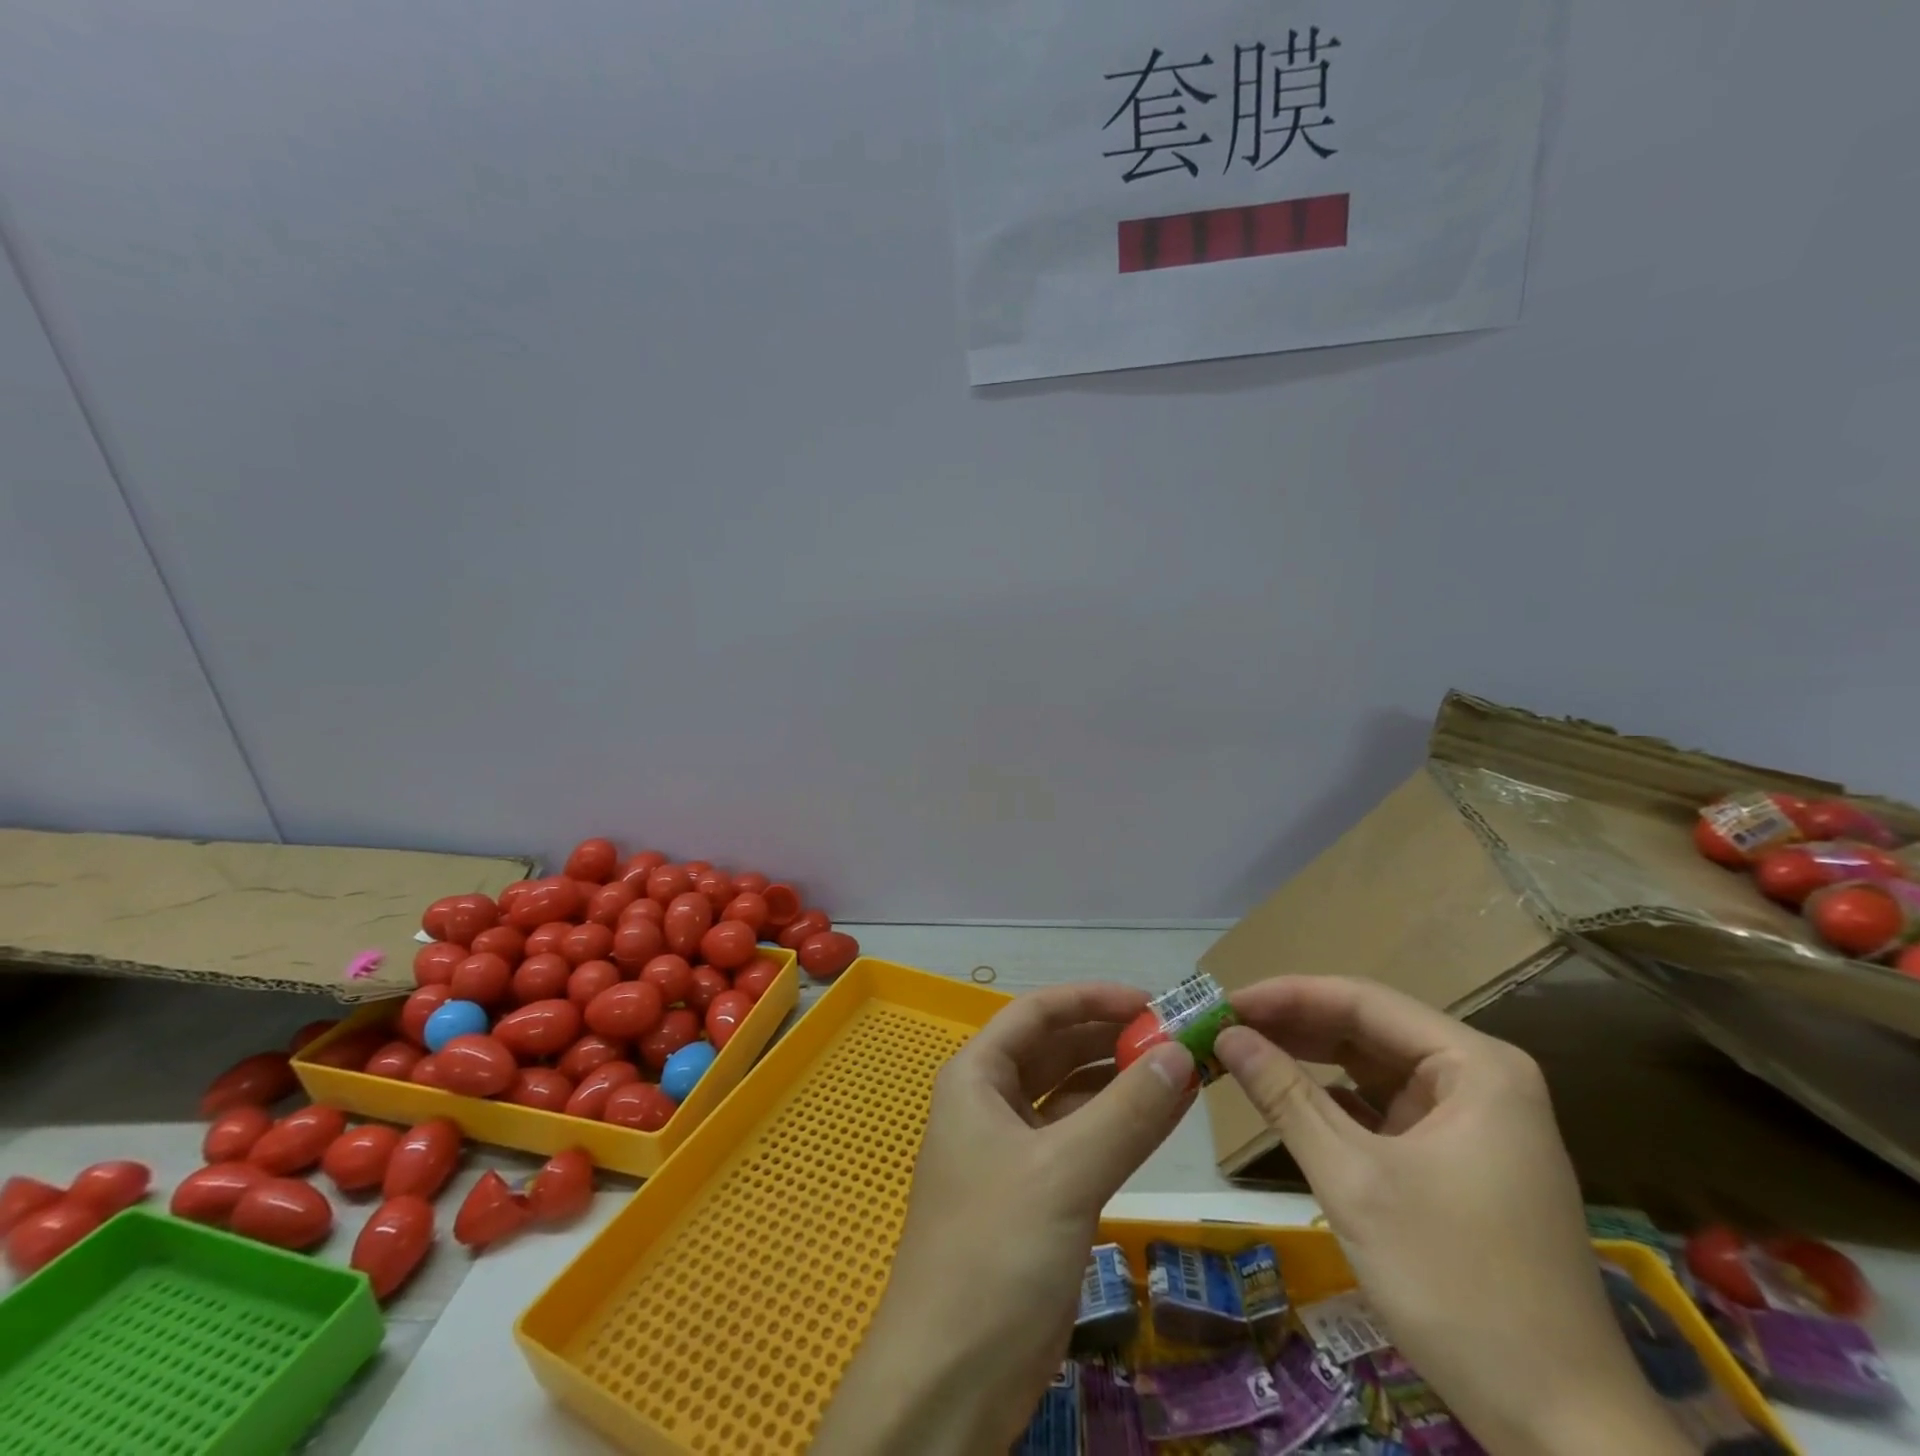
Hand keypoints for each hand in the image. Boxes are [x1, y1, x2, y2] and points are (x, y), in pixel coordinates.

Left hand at [812, 983, 1193, 1455]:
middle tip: (1177, 1037)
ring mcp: (1014, 1150)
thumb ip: (1126, 1112)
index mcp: (977, 1077)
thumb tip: (1180, 1053)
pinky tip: (1164, 1118)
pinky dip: (1120, 1126)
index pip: (1038, 1012)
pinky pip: (1083, 1140)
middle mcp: (992, 1102)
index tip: (1152, 1002)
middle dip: (1111, 1038)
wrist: (951, 1380)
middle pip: (1056, 1049)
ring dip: (1121, 1082)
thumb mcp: (1065, 1173)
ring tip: (1182, 1071)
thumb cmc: (995, 1253)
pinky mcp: (1038, 1195)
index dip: (1092, 999)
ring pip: (1073, 1096)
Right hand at [1215, 977, 1687, 1455]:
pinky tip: (1286, 1099)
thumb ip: (1285, 1097)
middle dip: (1292, 1027)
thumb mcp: (1355, 1182)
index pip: (1362, 1001)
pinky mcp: (1458, 1160)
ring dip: (1307, 1061)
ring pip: (1371, 1067)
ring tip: (1240, 1053)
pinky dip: (1332, 1101)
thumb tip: (1225, 1035)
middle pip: (1367, 1029)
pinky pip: (1382, 1108)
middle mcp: (1479, 1079)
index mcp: (1475, 1066)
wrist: (1563, 1432)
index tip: (1221, 1003)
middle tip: (1221, 1028)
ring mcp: (1472, 1121)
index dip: (1285, 995)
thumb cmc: (1459, 1288)